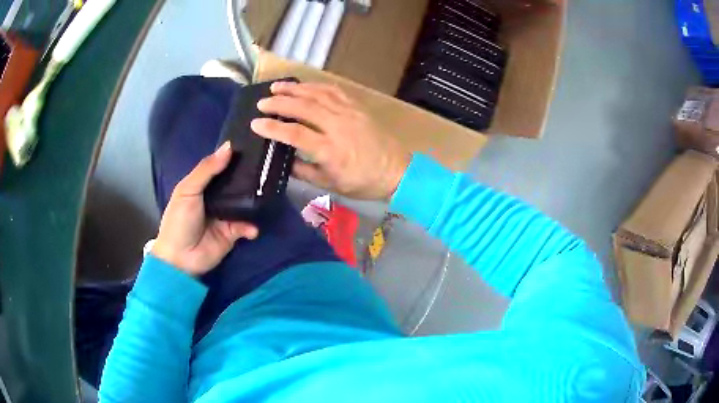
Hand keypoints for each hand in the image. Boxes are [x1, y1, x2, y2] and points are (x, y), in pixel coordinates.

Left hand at [151, 142, 258, 275]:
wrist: (180, 257)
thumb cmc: (179, 220)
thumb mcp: (188, 190)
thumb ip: (206, 170)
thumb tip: (228, 147)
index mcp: (202, 185)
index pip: (220, 167)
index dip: (233, 157)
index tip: (253, 145)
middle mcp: (215, 197)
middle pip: (234, 184)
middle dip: (248, 177)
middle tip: (267, 166)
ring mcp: (225, 215)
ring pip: (243, 203)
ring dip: (253, 200)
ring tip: (266, 192)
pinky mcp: (232, 233)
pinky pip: (246, 226)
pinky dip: (251, 227)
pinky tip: (251, 229)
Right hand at [251, 82, 411, 199]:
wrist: (397, 170)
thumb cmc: (363, 182)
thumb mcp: (331, 184)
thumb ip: (304, 172)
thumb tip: (283, 161)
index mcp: (329, 150)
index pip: (294, 134)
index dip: (272, 127)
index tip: (255, 124)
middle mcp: (337, 126)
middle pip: (303, 108)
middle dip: (279, 103)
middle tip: (261, 102)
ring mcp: (348, 113)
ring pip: (316, 94)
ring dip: (294, 89)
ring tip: (276, 87)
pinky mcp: (357, 107)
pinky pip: (333, 91)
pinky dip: (315, 86)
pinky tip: (304, 85)